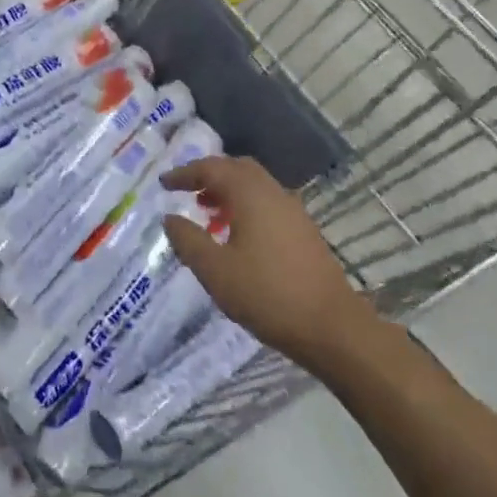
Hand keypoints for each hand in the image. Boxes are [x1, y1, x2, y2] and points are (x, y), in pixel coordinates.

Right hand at [161, 155, 378, 374]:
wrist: (332, 327)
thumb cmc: (267, 295)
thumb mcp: (215, 271)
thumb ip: (188, 240)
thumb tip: (170, 218)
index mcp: (250, 194)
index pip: (212, 168)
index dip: (185, 173)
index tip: (164, 183)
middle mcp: (273, 193)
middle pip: (237, 168)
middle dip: (210, 176)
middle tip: (188, 192)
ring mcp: (293, 211)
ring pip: (255, 186)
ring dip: (229, 192)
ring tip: (208, 215)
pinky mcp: (304, 231)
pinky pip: (268, 203)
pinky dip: (246, 206)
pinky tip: (237, 237)